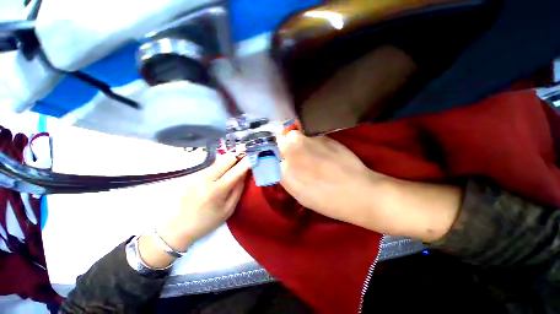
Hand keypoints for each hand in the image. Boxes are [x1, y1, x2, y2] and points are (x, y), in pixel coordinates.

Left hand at [139, 154, 248, 267]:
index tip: (253, 156)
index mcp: (216, 191)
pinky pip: (209, 163)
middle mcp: (205, 179)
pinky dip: (219, 163)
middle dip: (237, 156)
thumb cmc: (207, 222)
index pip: (235, 171)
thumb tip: (245, 173)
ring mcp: (195, 175)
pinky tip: (221, 168)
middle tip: (245, 156)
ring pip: (217, 159)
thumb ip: (238, 189)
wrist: (177, 228)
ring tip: (234, 163)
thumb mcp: (228, 209)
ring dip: (228, 159)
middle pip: (225, 159)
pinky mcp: (190, 174)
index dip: (246, 162)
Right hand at [278, 131, 461, 242]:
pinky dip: (307, 137)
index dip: (275, 156)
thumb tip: (283, 166)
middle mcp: (292, 155)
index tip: (279, 157)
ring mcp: (307, 144)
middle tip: (290, 150)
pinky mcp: (321, 138)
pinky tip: (315, 146)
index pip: (270, 158)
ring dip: (293, 138)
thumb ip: (287, 178)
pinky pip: (307, 134)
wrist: (358, 193)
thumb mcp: (301, 196)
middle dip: (282, 144)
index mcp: (285, 174)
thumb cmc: (328, 202)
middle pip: (279, 141)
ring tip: (302, 146)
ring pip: (291, 134)